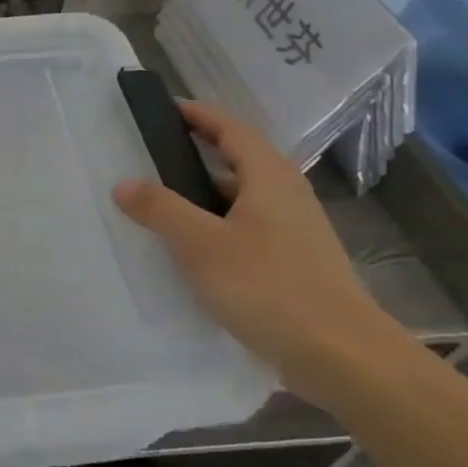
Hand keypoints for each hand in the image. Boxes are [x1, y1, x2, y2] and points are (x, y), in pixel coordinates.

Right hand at [113, 101, 411, 407]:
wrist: (343, 357)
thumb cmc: (269, 287)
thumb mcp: (201, 245)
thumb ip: (161, 210)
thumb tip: (124, 183)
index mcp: (269, 178)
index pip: (231, 129)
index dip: (199, 115)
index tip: (165, 109)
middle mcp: (287, 196)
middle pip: (238, 161)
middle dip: (197, 154)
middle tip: (151, 157)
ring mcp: (295, 232)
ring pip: (242, 199)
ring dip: (204, 195)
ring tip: (162, 204)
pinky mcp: (295, 264)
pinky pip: (247, 229)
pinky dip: (217, 227)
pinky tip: (193, 251)